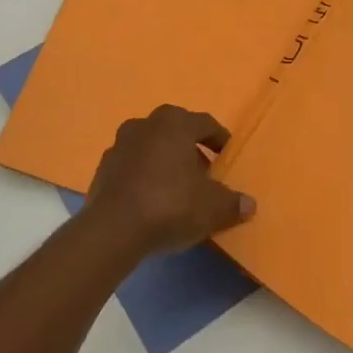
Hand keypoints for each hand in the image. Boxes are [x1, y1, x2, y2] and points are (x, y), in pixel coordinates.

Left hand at [79, 105, 256, 260]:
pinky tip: (152, 199)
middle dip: (190, 148)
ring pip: (151, 146)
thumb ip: (232, 203)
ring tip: (177, 186)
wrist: (113, 230)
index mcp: (175, 124)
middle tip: (203, 171)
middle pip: (175, 130)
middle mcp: (145, 125)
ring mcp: (119, 145)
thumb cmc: (170, 205)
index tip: (227, 156)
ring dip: (165, 160)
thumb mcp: (212, 208)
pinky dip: (144, 175)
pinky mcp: (102, 168)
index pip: (205, 123)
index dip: (219, 139)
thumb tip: (249, 204)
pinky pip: (132, 165)